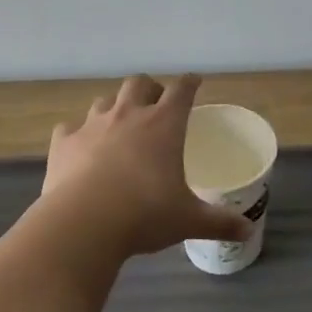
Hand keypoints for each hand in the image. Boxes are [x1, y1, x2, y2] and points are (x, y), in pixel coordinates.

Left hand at [40, 74, 252, 258]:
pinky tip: (80, 146)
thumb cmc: (145, 214)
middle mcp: (128, 114)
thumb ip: (219, 222)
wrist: (83, 224)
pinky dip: (77, 133)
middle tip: (155, 103)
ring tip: (119, 123)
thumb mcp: (188, 220)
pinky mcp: (64, 142)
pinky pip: (70, 128)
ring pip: (105, 100)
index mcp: (163, 124)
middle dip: (149, 88)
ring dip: (115, 106)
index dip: (190, 83)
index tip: (194, 82)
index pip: (181, 90)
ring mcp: (92, 125)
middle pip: (139, 83)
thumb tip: (247, 230)